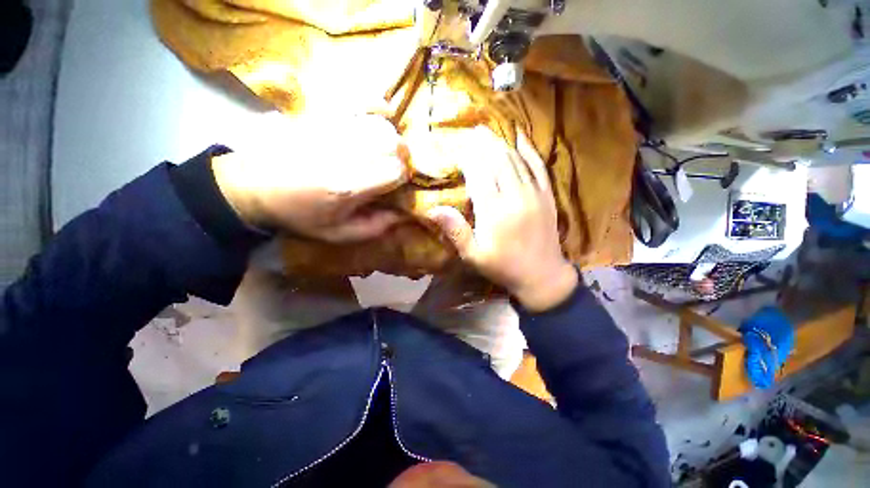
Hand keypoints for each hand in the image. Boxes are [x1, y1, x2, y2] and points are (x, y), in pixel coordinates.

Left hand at [213, 114, 408, 242]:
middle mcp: (344, 153)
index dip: (402, 177)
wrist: (253, 185)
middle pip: (394, 144)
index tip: (397, 184)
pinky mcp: (324, 115)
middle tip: (393, 168)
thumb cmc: (299, 214)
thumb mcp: (338, 233)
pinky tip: (380, 117)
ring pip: (383, 126)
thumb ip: (374, 227)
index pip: (395, 170)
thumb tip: (403, 215)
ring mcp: (333, 129)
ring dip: (391, 140)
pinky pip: (361, 102)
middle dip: (401, 158)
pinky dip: (377, 108)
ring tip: (384, 151)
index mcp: (348, 186)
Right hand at [427, 128, 577, 311]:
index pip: (479, 174)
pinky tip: (520, 138)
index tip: (460, 145)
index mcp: (494, 211)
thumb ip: (455, 231)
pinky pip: (538, 166)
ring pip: (515, 160)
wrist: (541, 275)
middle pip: (497, 161)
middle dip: (484, 144)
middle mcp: (514, 197)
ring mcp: (534, 194)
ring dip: (500, 143)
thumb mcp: (473, 255)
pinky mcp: (547, 195)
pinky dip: (528, 150)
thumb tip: (432, 209)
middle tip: (472, 131)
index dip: (469, 157)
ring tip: (488, 132)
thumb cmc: (502, 266)